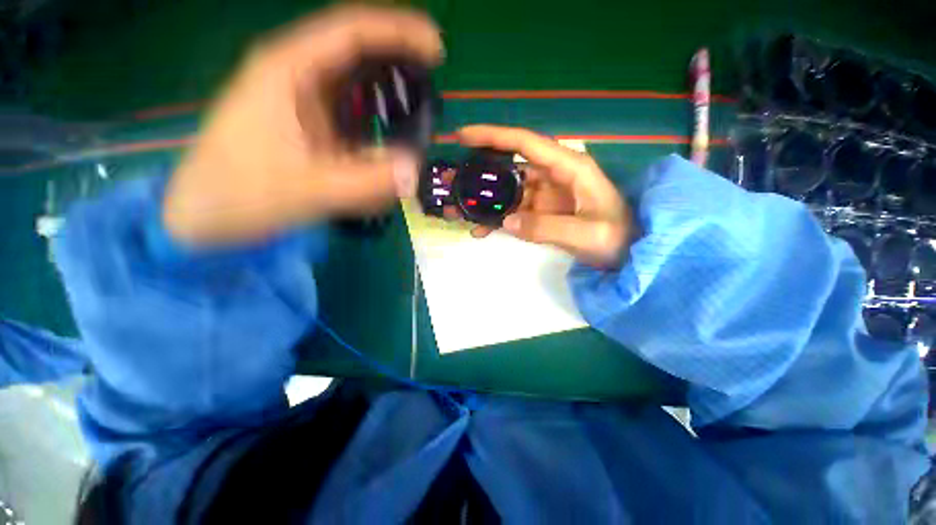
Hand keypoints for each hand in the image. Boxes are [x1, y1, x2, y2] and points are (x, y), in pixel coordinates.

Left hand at [163, 6, 443, 245]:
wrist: (205, 214)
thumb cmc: (242, 195)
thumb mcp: (307, 191)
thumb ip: (365, 183)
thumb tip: (416, 169)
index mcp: (288, 70)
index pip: (352, 31)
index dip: (399, 33)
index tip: (437, 50)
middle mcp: (296, 75)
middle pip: (357, 50)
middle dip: (398, 61)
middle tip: (433, 84)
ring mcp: (302, 100)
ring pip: (355, 81)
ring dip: (388, 91)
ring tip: (418, 111)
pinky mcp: (308, 123)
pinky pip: (350, 112)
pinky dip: (375, 119)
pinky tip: (389, 138)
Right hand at [457, 125, 637, 267]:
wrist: (632, 253)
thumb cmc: (618, 238)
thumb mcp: (585, 234)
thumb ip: (545, 228)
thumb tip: (506, 222)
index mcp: (569, 167)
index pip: (526, 143)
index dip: (493, 136)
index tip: (463, 136)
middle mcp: (554, 176)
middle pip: (509, 168)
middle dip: (479, 174)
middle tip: (450, 181)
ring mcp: (546, 196)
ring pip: (507, 192)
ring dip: (483, 201)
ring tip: (456, 210)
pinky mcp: (542, 213)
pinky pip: (514, 212)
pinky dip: (497, 219)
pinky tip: (480, 230)